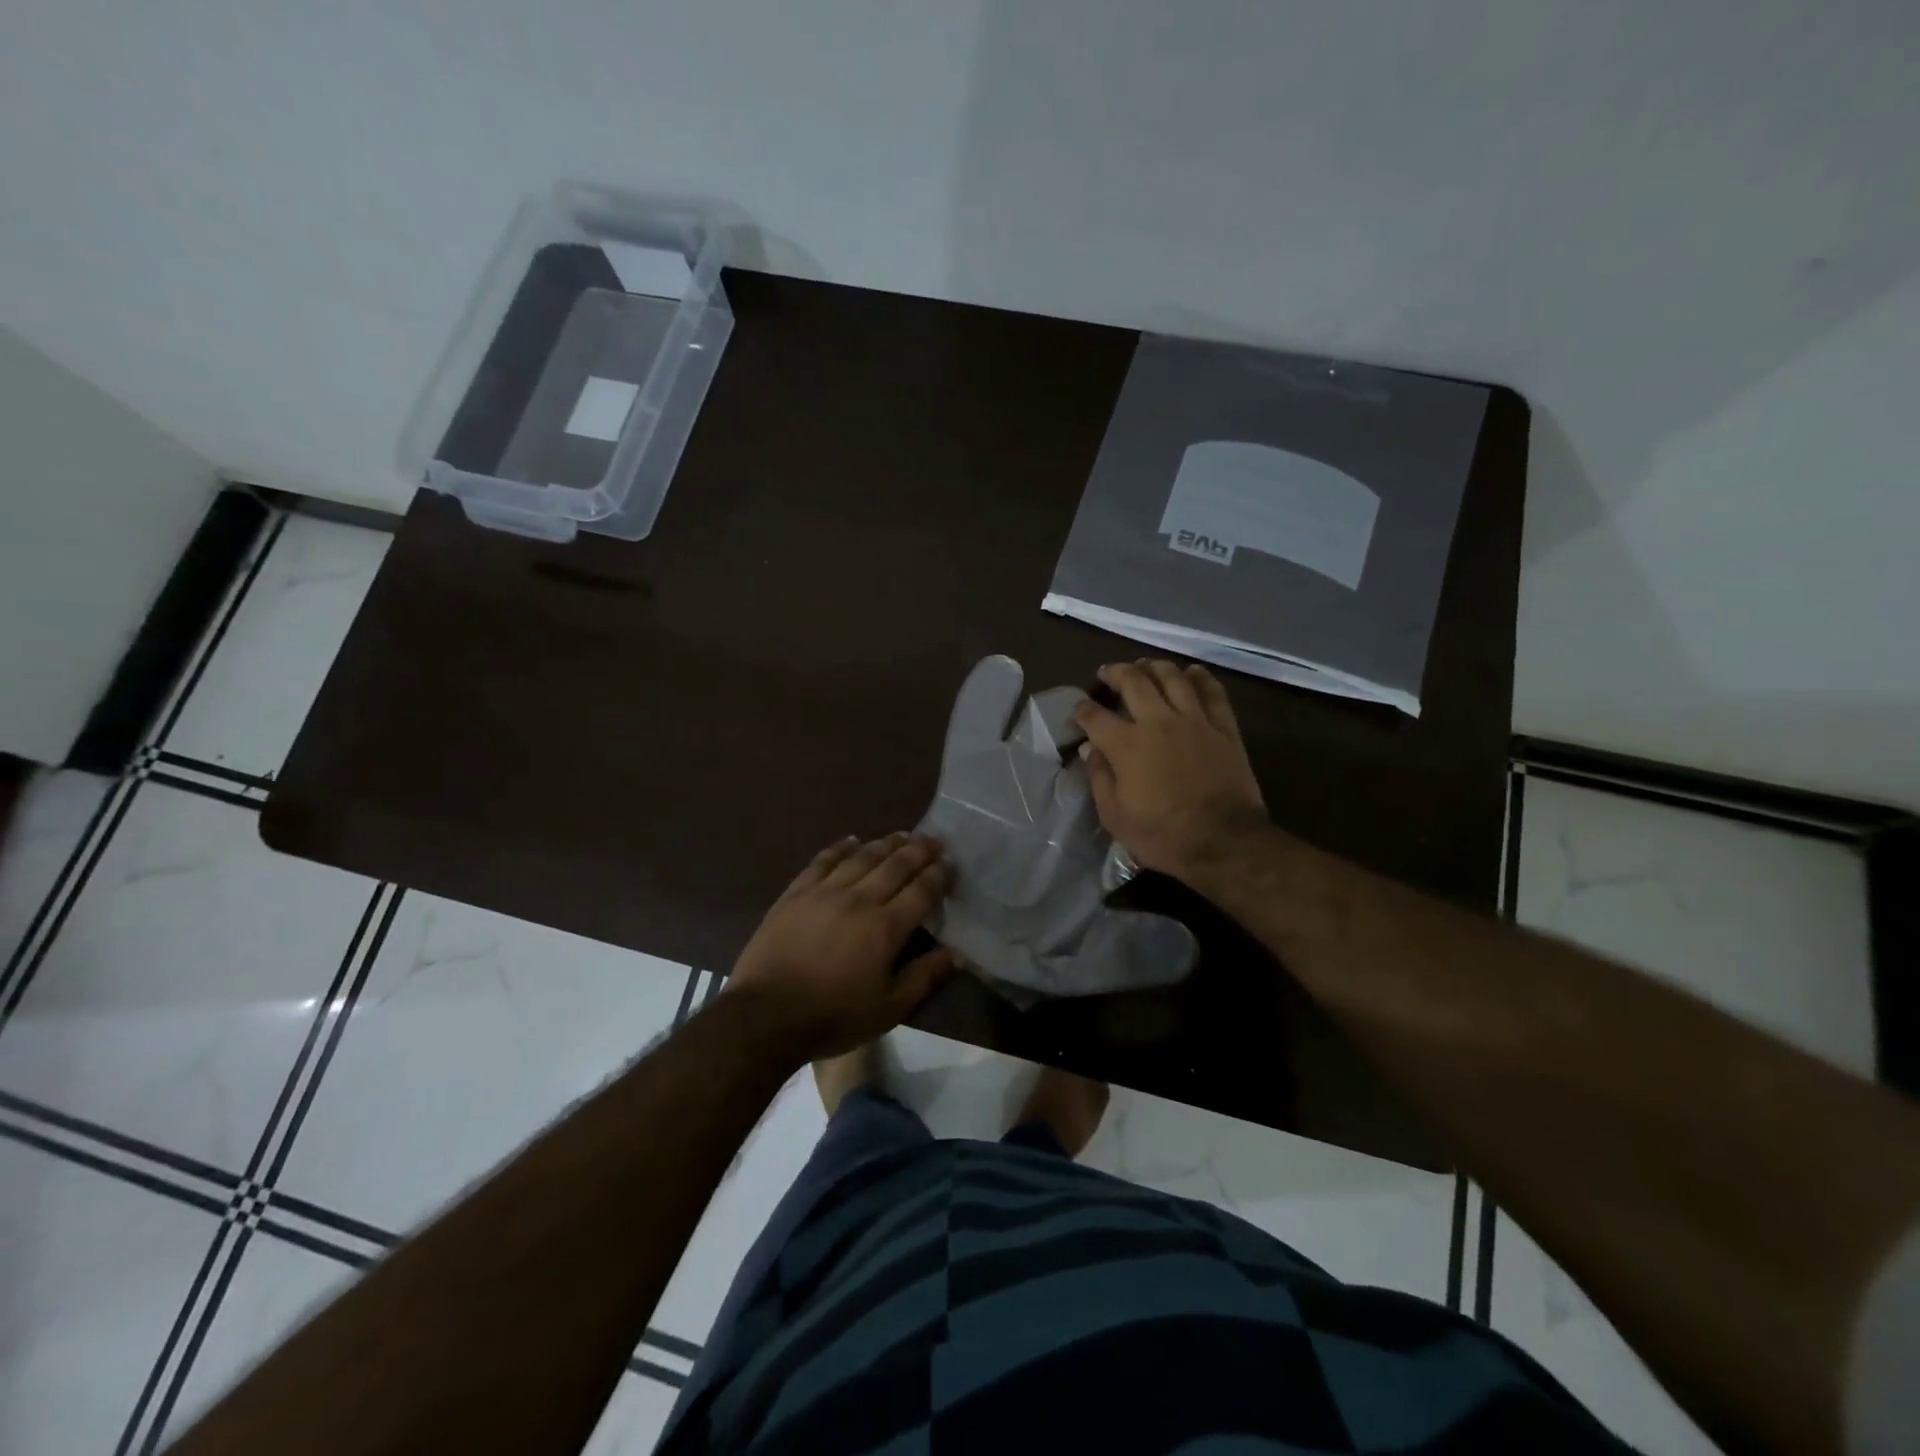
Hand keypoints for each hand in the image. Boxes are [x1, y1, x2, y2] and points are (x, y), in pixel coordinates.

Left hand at [726, 832, 956, 1062]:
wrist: (765, 1016)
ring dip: (886, 843)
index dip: (938, 874)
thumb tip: (956, 954)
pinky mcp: (796, 893)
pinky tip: (852, 840)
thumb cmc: (833, 1016)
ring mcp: (824, 892)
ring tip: (902, 835)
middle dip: (918, 850)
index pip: (921, 891)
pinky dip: (841, 847)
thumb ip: (924, 978)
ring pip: (862, 857)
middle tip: (933, 839)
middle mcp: (859, 900)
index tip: (950, 862)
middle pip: (895, 865)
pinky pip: (823, 861)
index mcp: (886, 928)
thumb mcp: (888, 1009)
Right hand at [1071, 660, 1268, 880]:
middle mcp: (1158, 722)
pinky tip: (1192, 672)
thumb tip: (1088, 750)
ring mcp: (1194, 721)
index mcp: (1126, 745)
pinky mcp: (1224, 728)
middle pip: (1134, 682)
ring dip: (1155, 667)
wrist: (1224, 842)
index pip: (1095, 716)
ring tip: (1145, 666)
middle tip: (1108, 673)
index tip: (1078, 709)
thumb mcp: (1115, 816)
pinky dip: (1201, 678)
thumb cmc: (1162, 835)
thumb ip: (1100, 777)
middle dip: (1116, 673)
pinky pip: (1212, 692)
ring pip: (1172, 678)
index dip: (1082, 709)